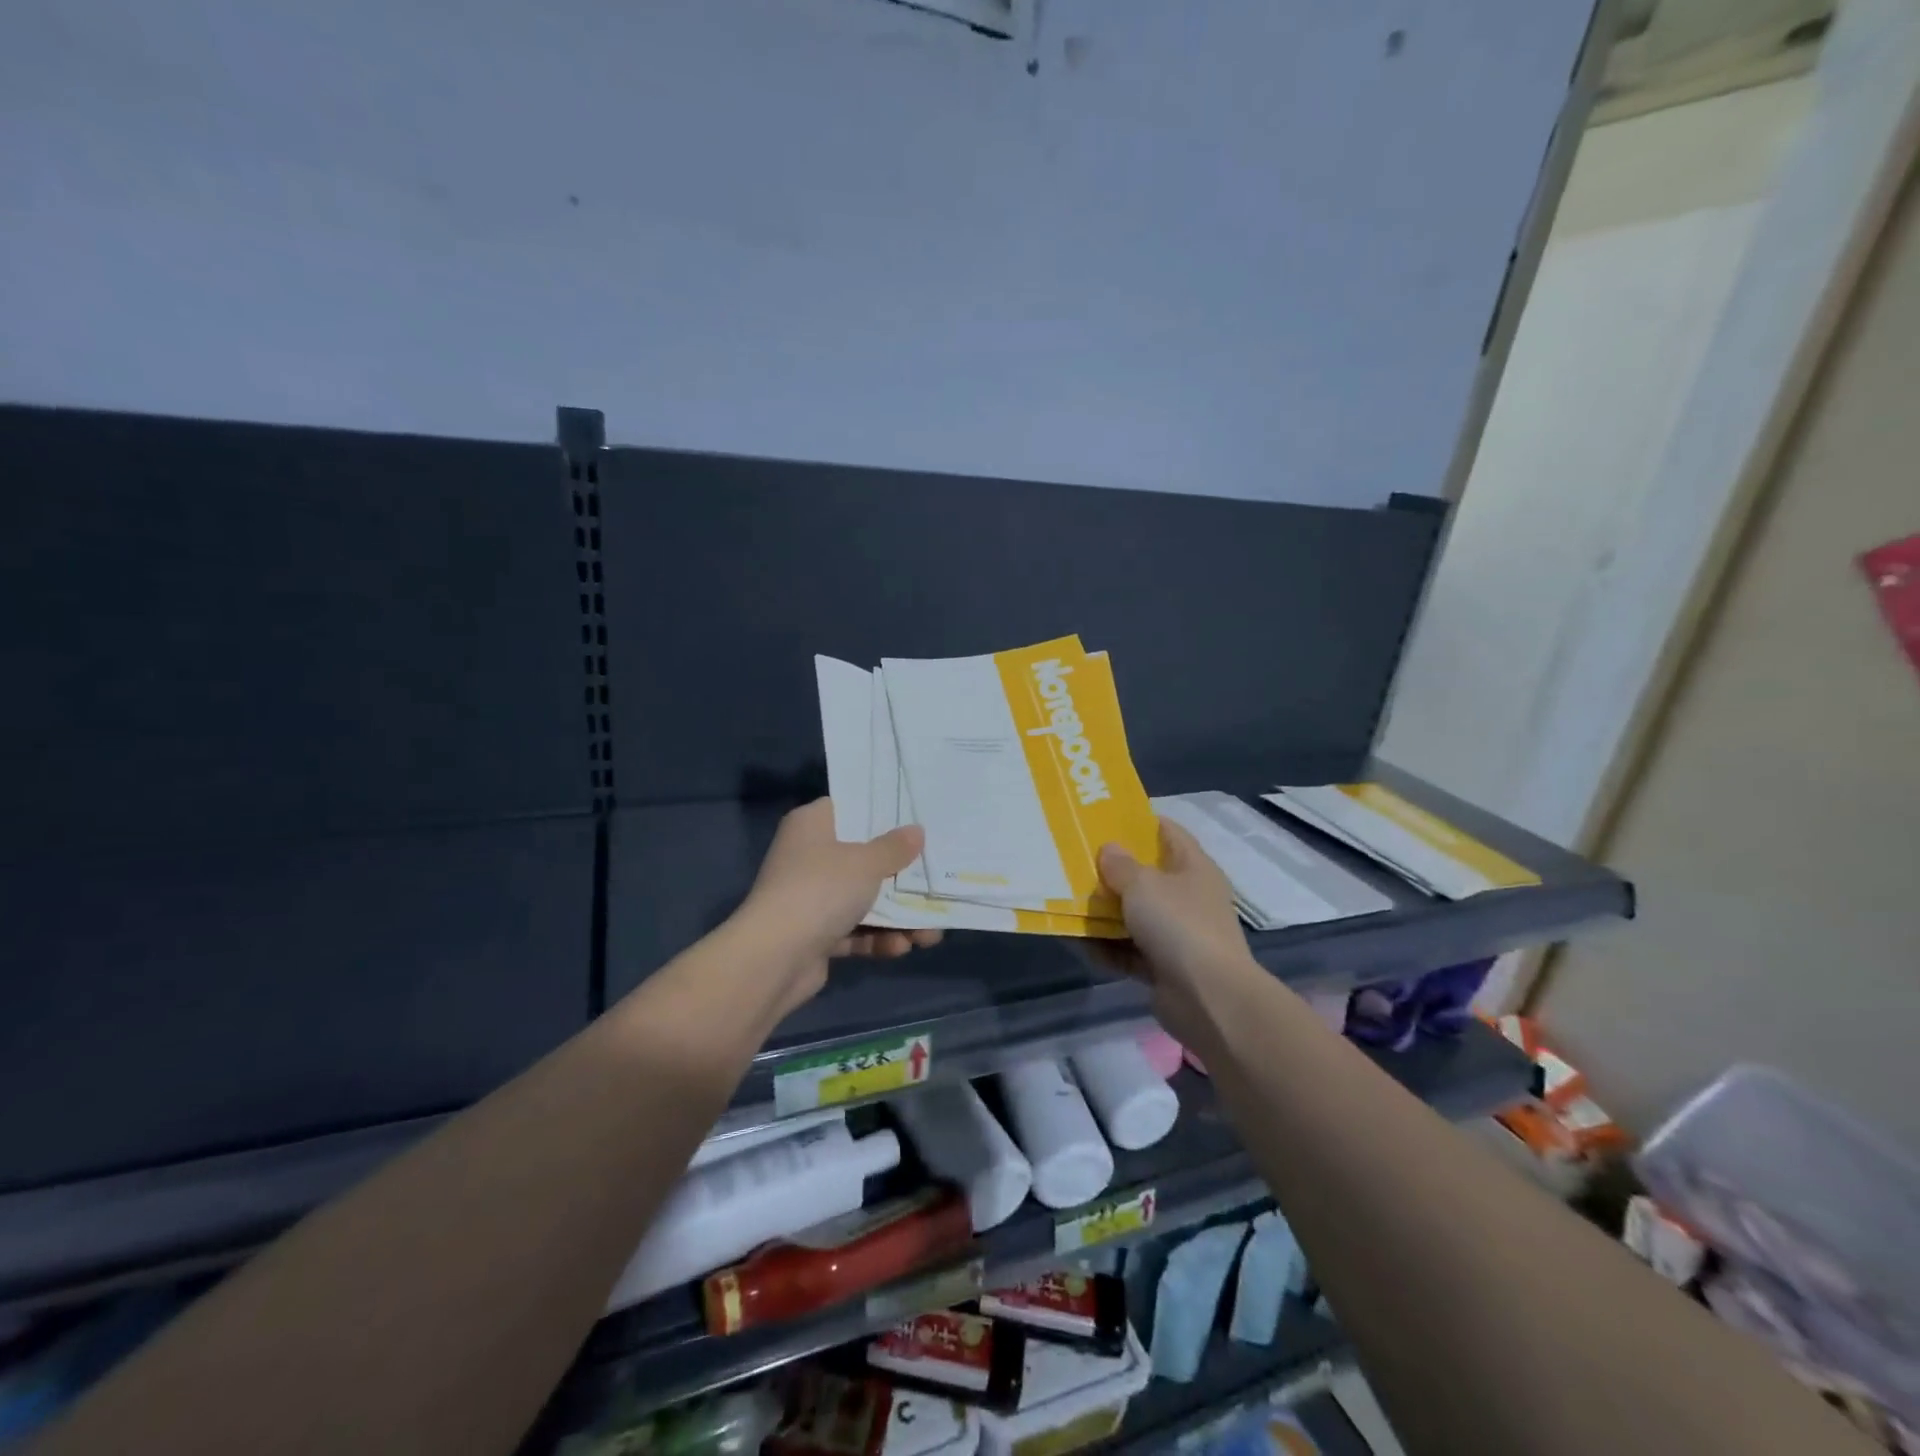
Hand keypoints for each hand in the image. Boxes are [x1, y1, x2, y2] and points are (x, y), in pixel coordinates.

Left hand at [739, 798, 942, 965]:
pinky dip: (878, 938)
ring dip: (898, 917)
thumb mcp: (866, 862)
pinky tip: (903, 948)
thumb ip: (895, 847)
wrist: (774, 958)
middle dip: (902, 876)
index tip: (919, 820)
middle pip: (863, 858)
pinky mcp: (815, 934)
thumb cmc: (821, 890)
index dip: (885, 813)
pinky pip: (855, 930)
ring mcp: (810, 897)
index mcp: (812, 825)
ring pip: (864, 899)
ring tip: (930, 934)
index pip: (852, 807)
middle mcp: (809, 856)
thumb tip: (916, 832)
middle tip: (936, 881)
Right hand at [1094, 821, 1261, 1021]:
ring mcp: (1177, 934)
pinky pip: (1128, 950)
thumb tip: (1109, 849)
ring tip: (1067, 902)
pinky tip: (1077, 942)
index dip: (1139, 822)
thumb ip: (1120, 865)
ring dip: (1104, 913)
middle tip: (1075, 861)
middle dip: (1112, 871)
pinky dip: (1106, 948)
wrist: (1208, 998)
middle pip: (1146, 876)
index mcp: (1194, 868)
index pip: (1169, 832)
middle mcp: (1188, 897)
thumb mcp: (1143, 885)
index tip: (1104, 818)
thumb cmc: (1179, 925)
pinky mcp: (1163, 967)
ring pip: (1134, 915)